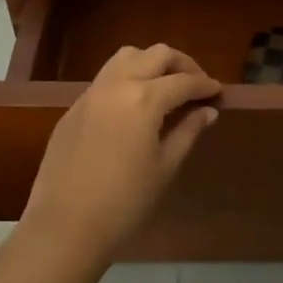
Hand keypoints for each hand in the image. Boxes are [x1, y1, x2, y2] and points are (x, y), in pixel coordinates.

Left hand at [22, 44, 221, 269]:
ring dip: (151, 63)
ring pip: (127, 57)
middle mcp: (118, 84)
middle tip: (196, 84)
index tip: (218, 92)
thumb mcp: (165, 167)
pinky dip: (127, 79)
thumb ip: (188, 131)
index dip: (205, 84)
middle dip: (182, 64)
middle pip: (156, 55)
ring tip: (165, 86)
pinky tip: (134, 106)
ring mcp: (92, 93)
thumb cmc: (124, 202)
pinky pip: (106, 78)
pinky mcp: (74, 107)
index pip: (184, 81)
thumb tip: (207, 110)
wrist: (64, 227)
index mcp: (145, 99)